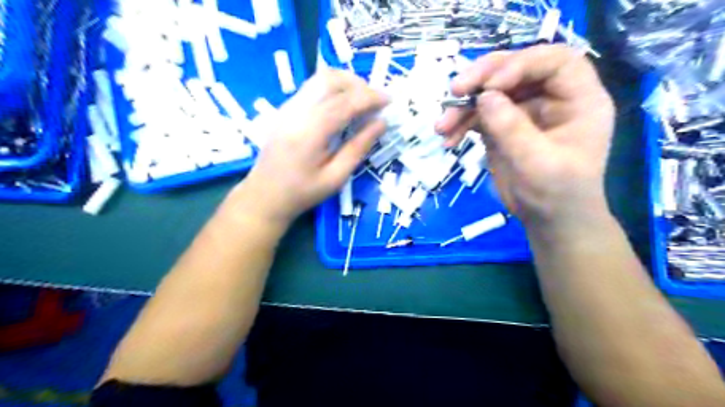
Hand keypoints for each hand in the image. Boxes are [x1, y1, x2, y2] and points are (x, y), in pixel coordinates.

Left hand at [231, 68, 390, 223]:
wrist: (264, 196)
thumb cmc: (302, 193)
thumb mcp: (335, 177)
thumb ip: (358, 148)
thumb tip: (381, 123)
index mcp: (310, 132)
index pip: (345, 101)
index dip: (370, 97)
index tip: (389, 101)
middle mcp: (296, 112)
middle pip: (330, 80)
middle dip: (358, 84)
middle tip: (376, 101)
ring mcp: (287, 108)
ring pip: (319, 79)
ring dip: (345, 83)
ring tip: (362, 101)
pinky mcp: (285, 110)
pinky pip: (312, 89)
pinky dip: (332, 89)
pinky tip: (342, 106)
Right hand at [432, 45, 613, 227]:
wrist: (547, 220)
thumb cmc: (557, 194)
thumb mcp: (539, 163)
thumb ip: (512, 128)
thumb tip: (483, 97)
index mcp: (577, 99)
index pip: (554, 61)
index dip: (521, 64)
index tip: (491, 86)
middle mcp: (551, 98)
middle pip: (516, 69)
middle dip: (482, 77)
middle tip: (455, 90)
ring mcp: (524, 111)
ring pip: (490, 91)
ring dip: (462, 106)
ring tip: (441, 127)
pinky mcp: (502, 126)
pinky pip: (478, 114)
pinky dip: (460, 124)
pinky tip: (448, 139)